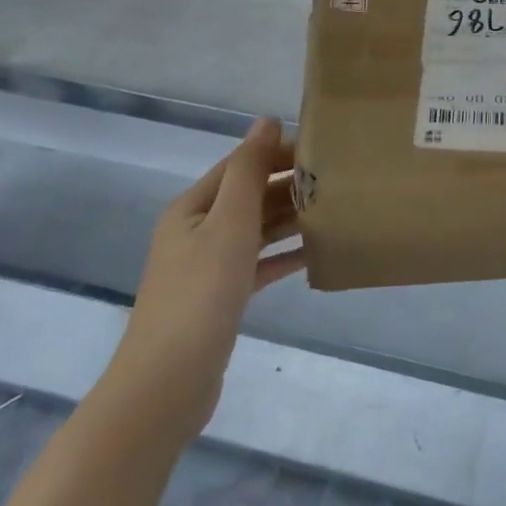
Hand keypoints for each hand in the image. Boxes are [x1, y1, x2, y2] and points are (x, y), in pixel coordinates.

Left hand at [113, 119, 305, 422]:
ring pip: (256, 230)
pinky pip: (259, 265)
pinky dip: (284, 256)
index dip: (279, 152)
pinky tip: (315, 254)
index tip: (324, 150)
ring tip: (334, 211)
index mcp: (193, 207)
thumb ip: (249, 171)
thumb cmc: (200, 293)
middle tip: (338, 181)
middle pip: (249, 196)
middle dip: (289, 185)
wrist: (167, 384)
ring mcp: (207, 267)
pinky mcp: (220, 298)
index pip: (241, 164)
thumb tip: (267, 121)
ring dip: (290, 219)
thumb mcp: (229, 222)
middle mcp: (197, 230)